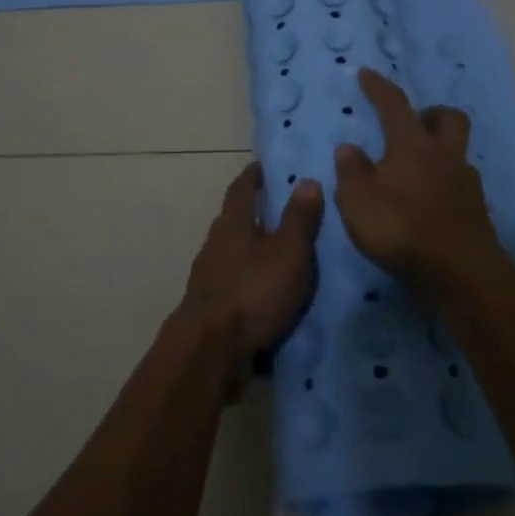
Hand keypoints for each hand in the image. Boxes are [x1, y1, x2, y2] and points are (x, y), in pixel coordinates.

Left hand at [181, 163, 322, 386]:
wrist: (210, 349)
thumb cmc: (253, 291)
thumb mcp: (288, 252)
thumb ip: (299, 218)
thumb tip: (307, 180)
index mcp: (233, 223)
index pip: (242, 188)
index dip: (253, 175)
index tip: (264, 166)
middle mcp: (215, 243)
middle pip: (233, 219)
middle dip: (253, 212)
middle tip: (279, 209)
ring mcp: (208, 276)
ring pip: (231, 252)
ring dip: (250, 249)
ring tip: (277, 254)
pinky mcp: (208, 306)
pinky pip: (231, 282)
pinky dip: (247, 279)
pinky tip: (263, 291)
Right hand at [333, 68, 503, 292]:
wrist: (459, 272)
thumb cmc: (401, 228)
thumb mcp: (358, 201)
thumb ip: (351, 171)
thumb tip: (349, 148)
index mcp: (412, 144)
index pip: (394, 104)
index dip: (379, 87)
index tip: (367, 74)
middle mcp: (444, 154)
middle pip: (447, 117)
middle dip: (430, 113)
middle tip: (412, 123)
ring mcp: (466, 182)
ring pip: (457, 151)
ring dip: (439, 151)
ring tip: (416, 170)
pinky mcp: (476, 209)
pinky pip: (461, 182)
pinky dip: (445, 183)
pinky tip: (430, 202)